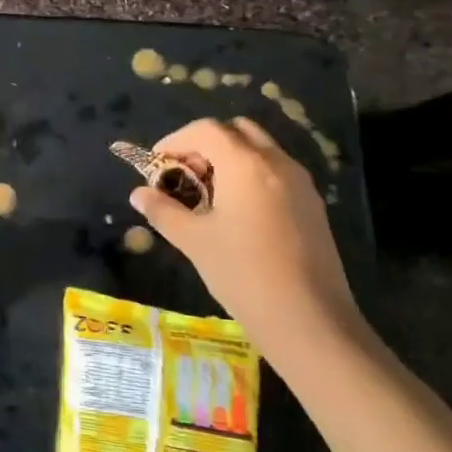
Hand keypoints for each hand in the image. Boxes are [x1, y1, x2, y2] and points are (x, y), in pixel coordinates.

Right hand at [129, 117, 363, 365]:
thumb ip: (163, 211)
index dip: (176, 141)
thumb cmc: (243, 273)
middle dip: (206, 145)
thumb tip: (138, 194)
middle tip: (186, 175)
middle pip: (237, 131)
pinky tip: (238, 215)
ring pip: (260, 151)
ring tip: (209, 197)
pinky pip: (276, 173)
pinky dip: (252, 177)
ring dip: (230, 160)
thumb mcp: (194, 241)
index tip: (157, 164)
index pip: (206, 130)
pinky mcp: (313, 206)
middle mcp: (277, 163)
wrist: (310, 321)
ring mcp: (301, 184)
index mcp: (246, 164)